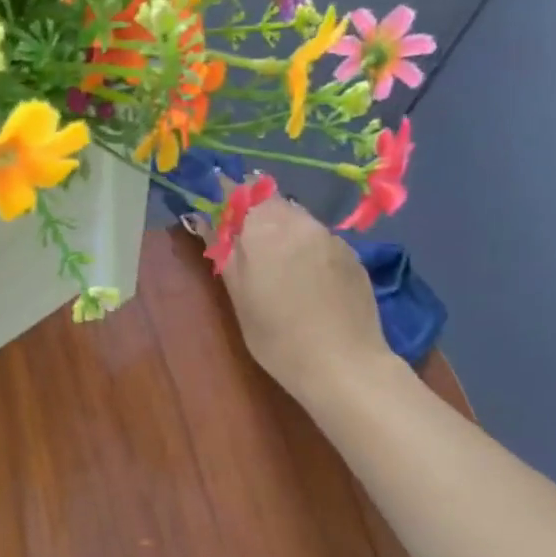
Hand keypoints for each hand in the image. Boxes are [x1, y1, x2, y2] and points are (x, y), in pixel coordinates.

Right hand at [216, 193, 399, 410]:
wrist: (343, 364)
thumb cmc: (277, 337)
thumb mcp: (239, 297)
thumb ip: (223, 251)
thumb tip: (203, 219)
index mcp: (264, 229)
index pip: (239, 192)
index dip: (224, 195)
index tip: (214, 208)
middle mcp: (299, 221)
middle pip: (270, 201)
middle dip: (253, 214)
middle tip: (243, 244)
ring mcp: (330, 236)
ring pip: (297, 218)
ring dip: (281, 229)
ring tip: (275, 264)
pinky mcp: (352, 253)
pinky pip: (319, 237)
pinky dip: (305, 247)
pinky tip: (306, 279)